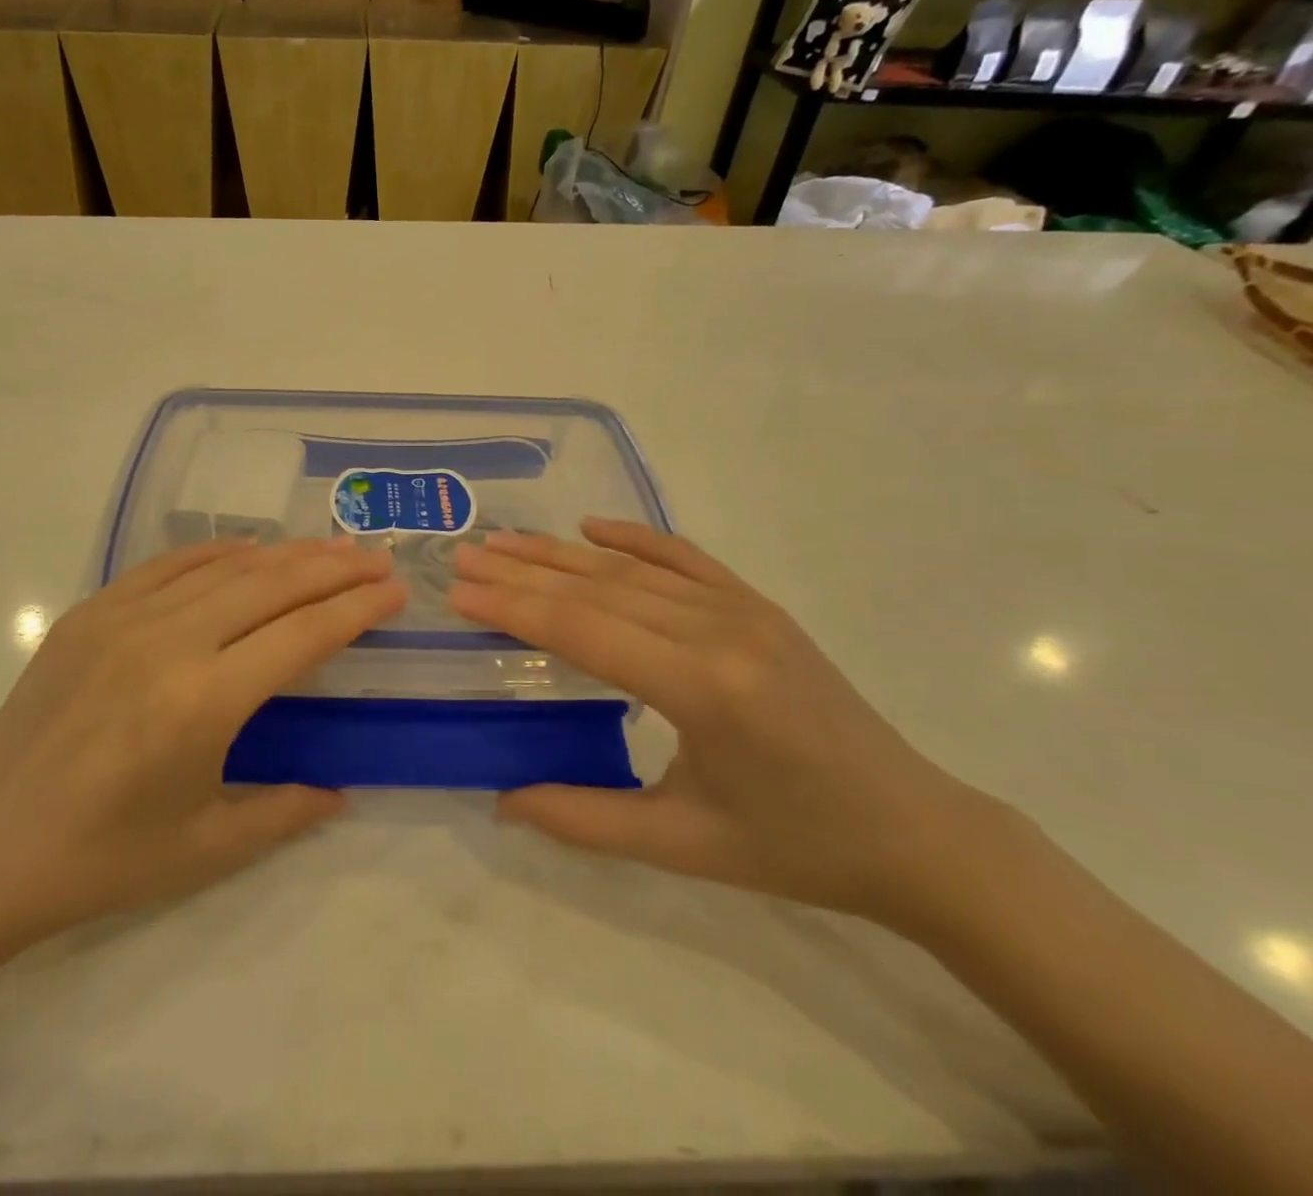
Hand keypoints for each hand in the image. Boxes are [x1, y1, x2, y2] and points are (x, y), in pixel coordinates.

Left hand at [0, 538, 406, 963]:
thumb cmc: (100, 861)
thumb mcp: (206, 849)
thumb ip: (285, 813)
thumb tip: (341, 791)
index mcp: (202, 703)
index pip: (302, 635)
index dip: (355, 608)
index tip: (394, 591)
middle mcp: (167, 644)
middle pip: (270, 586)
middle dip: (332, 568)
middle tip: (375, 559)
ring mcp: (121, 619)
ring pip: (223, 568)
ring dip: (283, 555)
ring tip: (328, 549)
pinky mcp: (88, 614)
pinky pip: (166, 566)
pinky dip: (215, 553)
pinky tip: (247, 551)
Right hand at [448, 520, 997, 927]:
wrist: (914, 831)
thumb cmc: (795, 846)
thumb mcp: (682, 844)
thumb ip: (585, 820)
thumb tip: (503, 800)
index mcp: (702, 690)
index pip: (583, 632)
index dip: (513, 609)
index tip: (459, 593)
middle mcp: (720, 632)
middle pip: (597, 590)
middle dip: (521, 572)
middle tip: (464, 556)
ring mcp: (745, 611)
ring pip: (633, 569)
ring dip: (561, 553)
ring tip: (503, 541)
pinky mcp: (760, 607)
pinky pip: (686, 558)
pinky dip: (635, 538)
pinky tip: (591, 527)